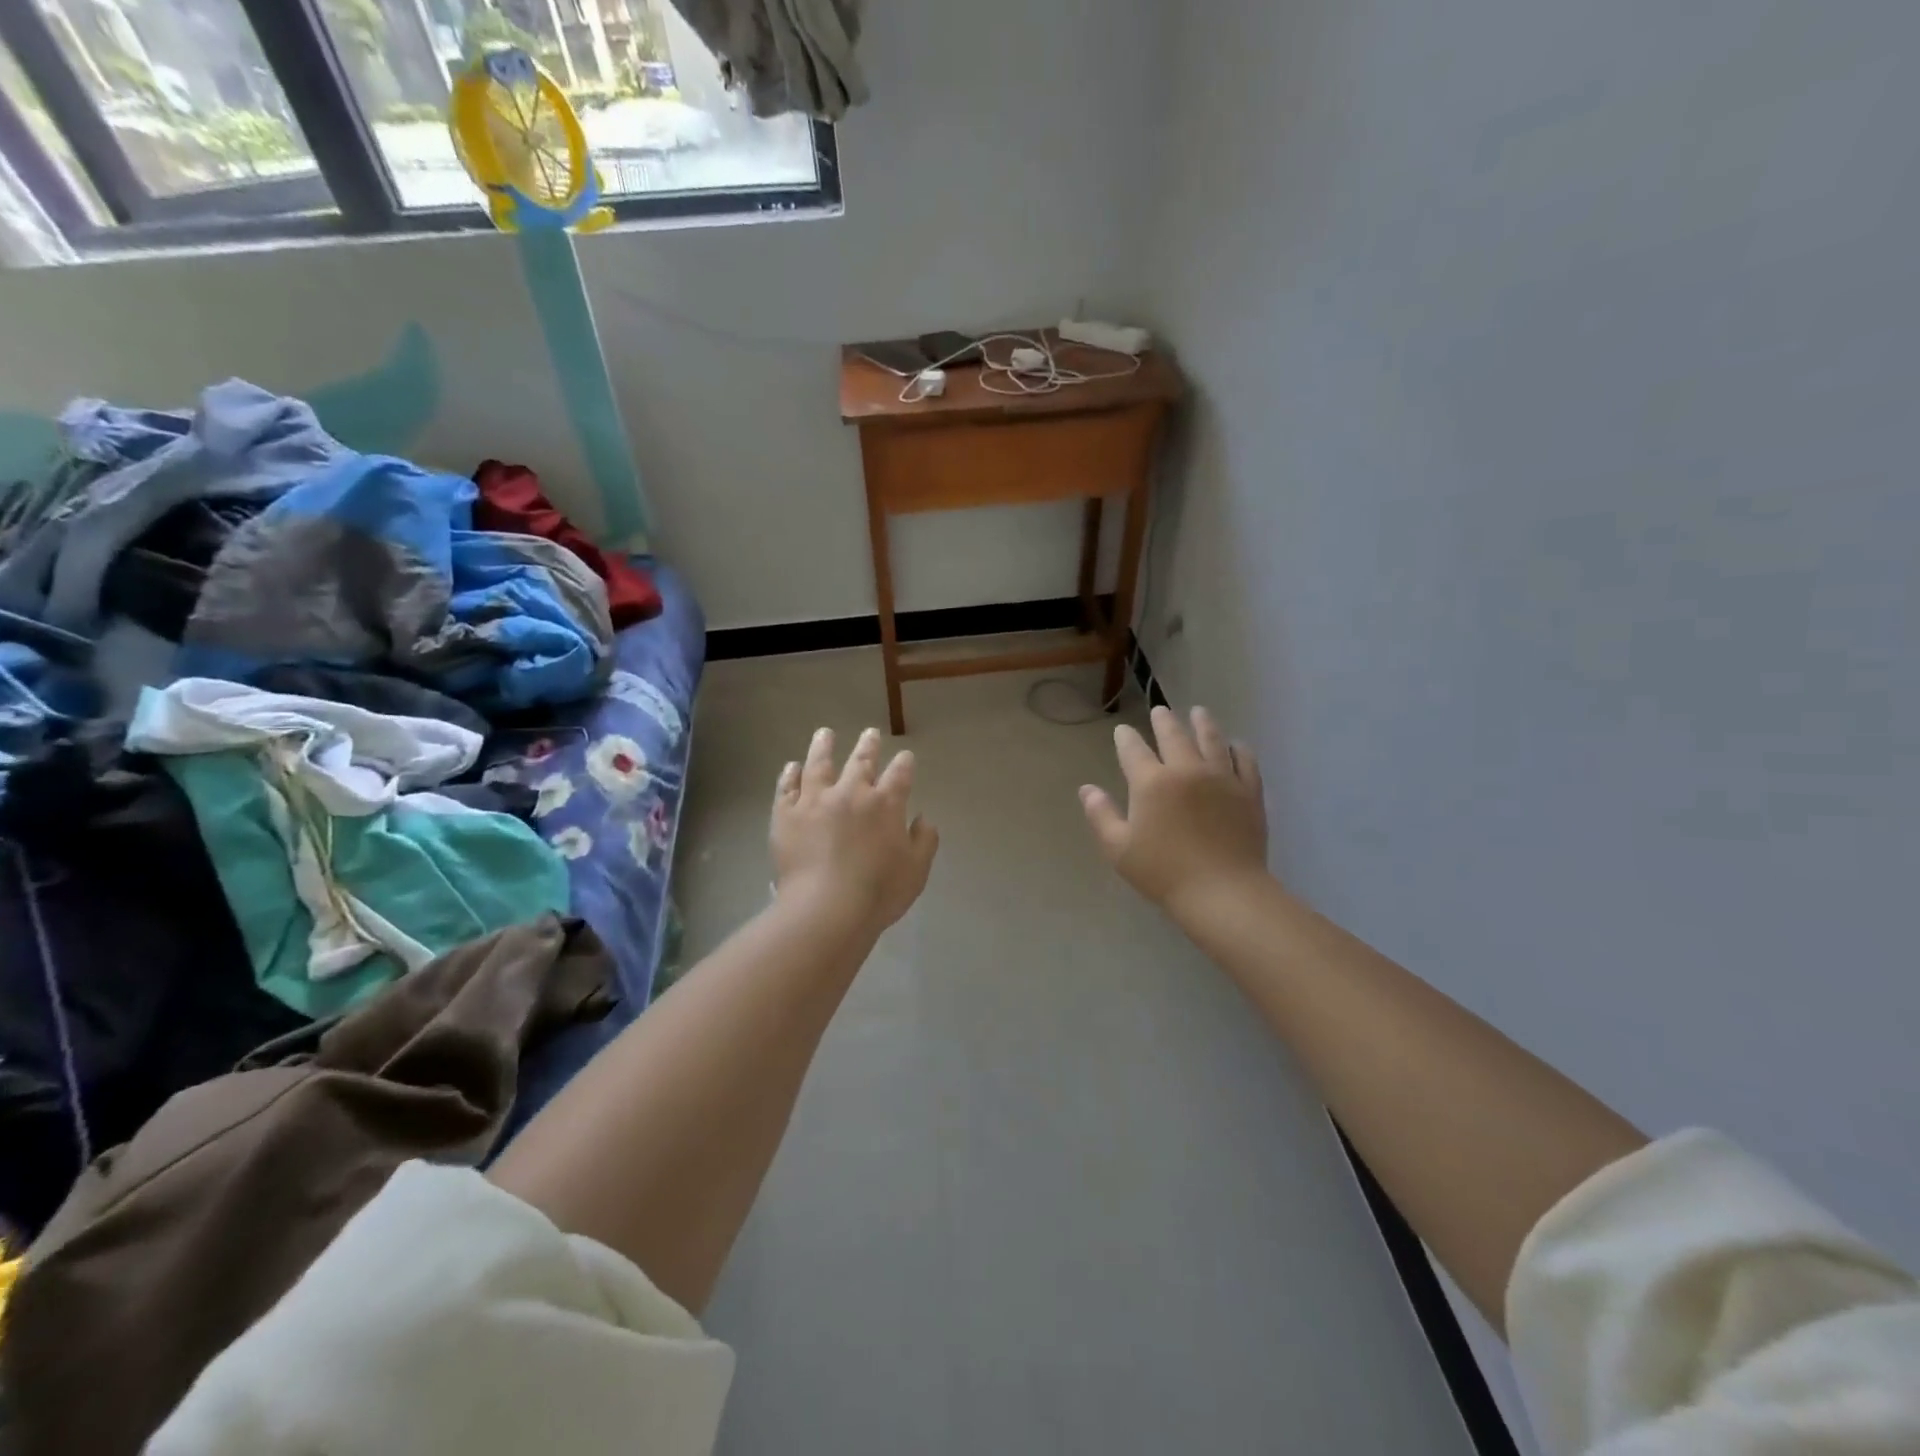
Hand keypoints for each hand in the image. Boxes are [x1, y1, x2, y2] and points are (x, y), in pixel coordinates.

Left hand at [772, 727, 939, 933]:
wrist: (825, 909)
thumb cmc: (878, 893)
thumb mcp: (916, 870)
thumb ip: (924, 840)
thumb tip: (922, 819)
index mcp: (885, 804)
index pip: (899, 775)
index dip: (904, 764)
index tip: (906, 756)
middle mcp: (850, 793)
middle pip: (861, 761)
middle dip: (868, 746)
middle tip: (870, 733)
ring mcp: (814, 801)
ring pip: (819, 765)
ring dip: (824, 747)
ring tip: (825, 734)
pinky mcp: (786, 815)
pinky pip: (787, 788)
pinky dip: (790, 775)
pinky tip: (792, 767)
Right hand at [1080, 705, 1268, 921]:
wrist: (1222, 891)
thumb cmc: (1163, 873)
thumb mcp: (1119, 849)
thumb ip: (1101, 815)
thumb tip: (1086, 789)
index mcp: (1151, 783)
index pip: (1134, 750)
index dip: (1126, 738)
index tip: (1123, 731)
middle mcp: (1186, 770)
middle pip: (1174, 736)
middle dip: (1164, 720)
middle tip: (1160, 711)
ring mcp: (1221, 778)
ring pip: (1212, 740)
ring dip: (1203, 723)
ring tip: (1199, 712)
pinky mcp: (1248, 792)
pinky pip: (1245, 761)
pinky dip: (1239, 749)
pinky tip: (1236, 745)